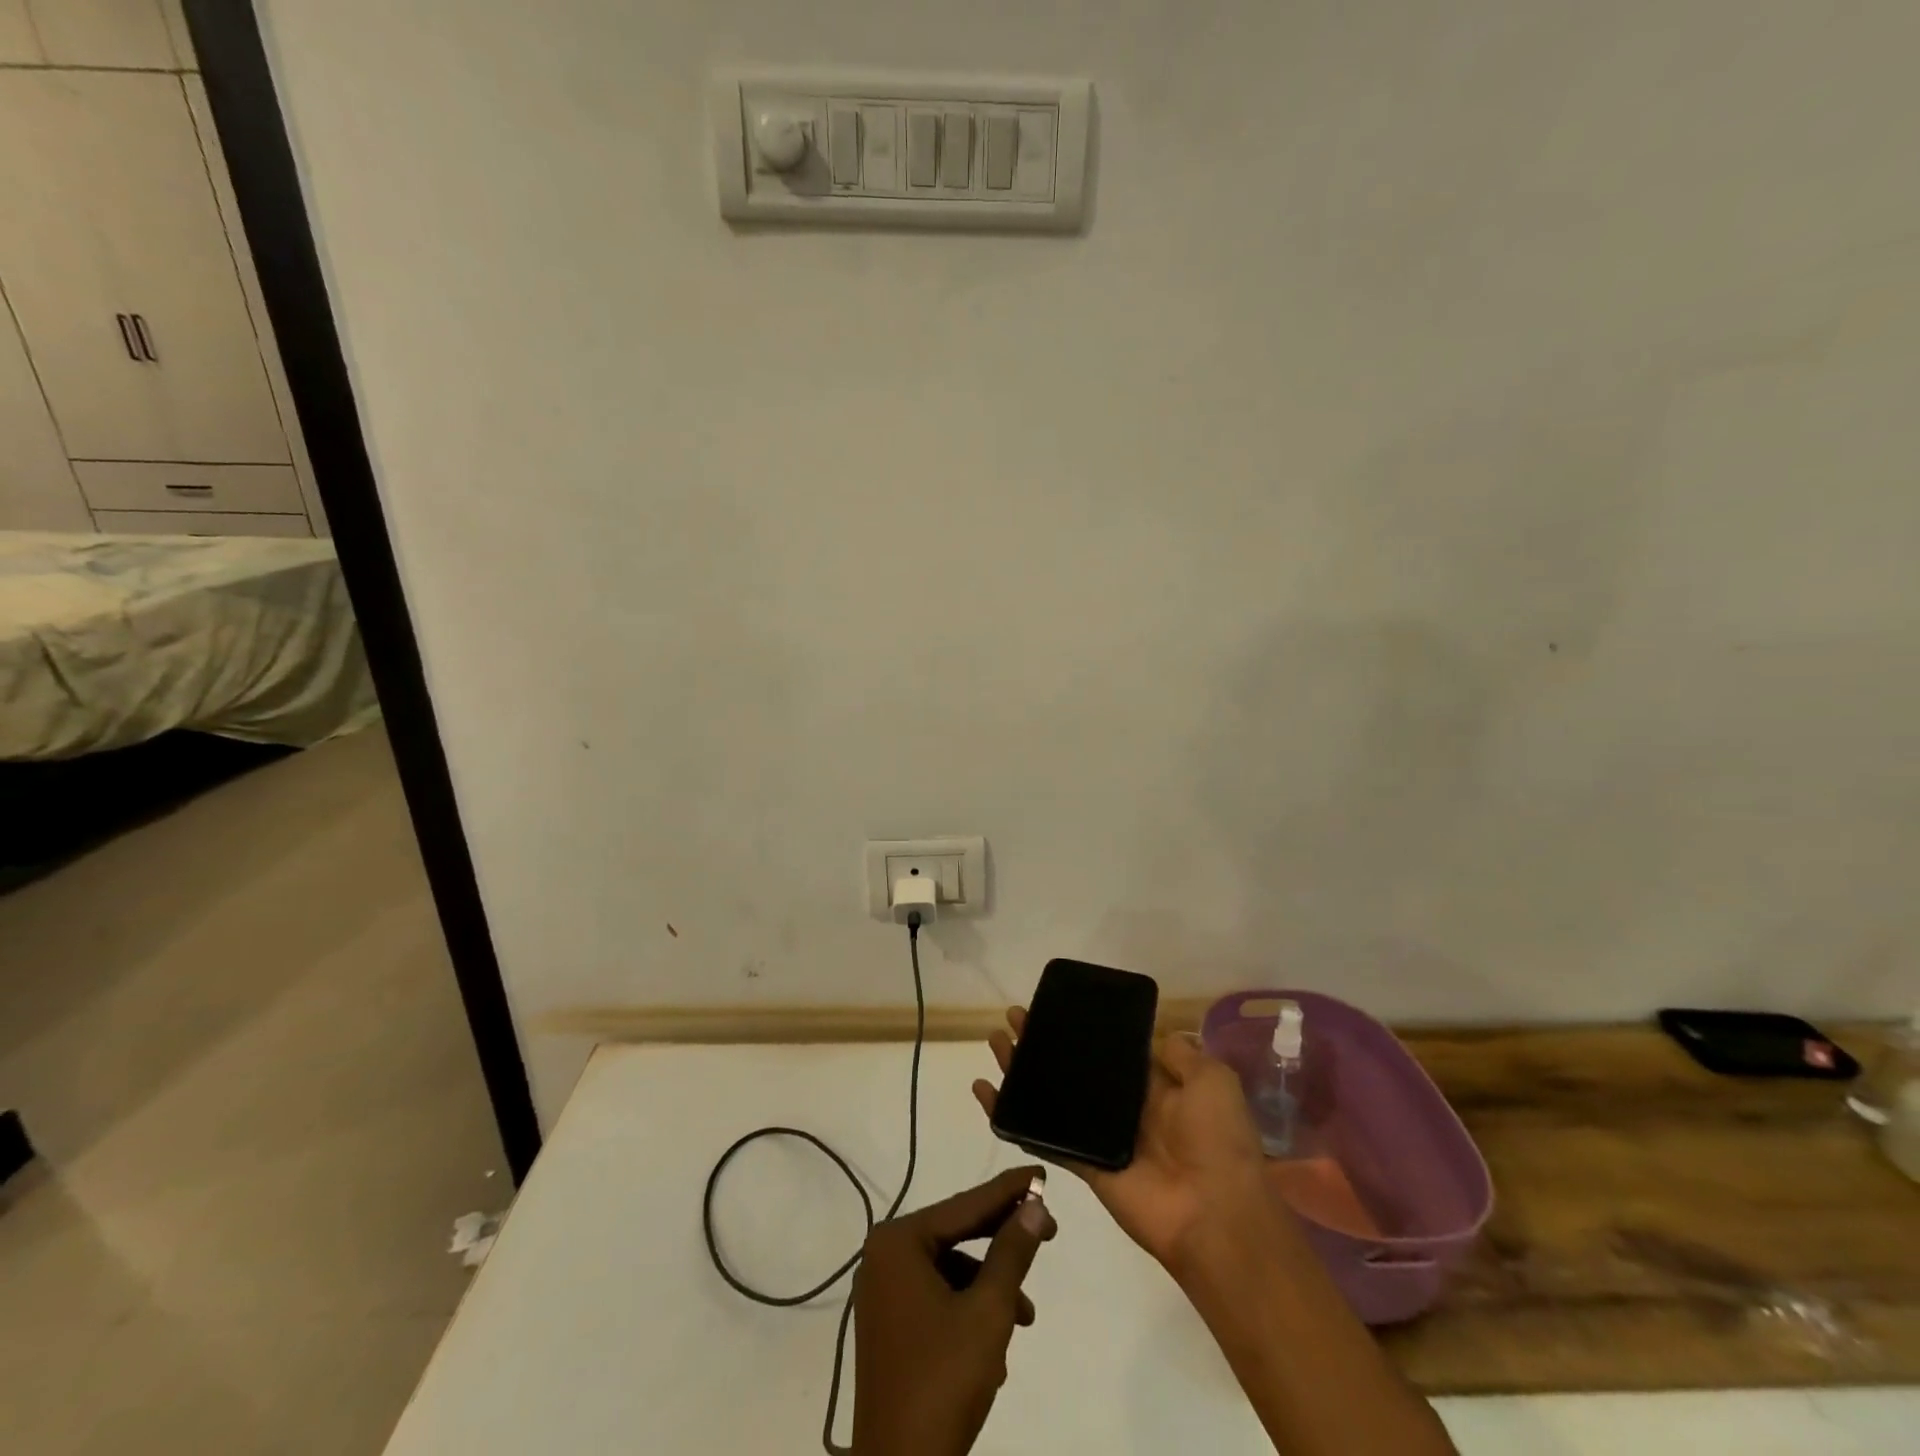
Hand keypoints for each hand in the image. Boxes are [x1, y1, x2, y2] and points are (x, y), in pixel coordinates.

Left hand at [851, 1167, 1056, 1455]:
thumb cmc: (943, 1381)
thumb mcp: (988, 1311)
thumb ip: (1012, 1252)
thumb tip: (1035, 1205)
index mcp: (898, 1242)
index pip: (965, 1205)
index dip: (1008, 1191)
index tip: (1041, 1173)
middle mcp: (884, 1256)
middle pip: (956, 1233)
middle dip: (1003, 1238)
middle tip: (1049, 1231)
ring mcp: (882, 1292)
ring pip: (950, 1269)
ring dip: (990, 1285)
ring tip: (1024, 1314)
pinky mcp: (888, 1325)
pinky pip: (936, 1296)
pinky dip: (968, 1308)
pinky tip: (995, 1344)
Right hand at [972, 1010, 1274, 1272]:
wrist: (1215, 1215)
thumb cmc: (1217, 1140)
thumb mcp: (1212, 1081)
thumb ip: (1183, 1056)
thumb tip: (1158, 1035)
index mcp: (1157, 1087)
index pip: (1111, 1050)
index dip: (1083, 1029)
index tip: (1056, 1006)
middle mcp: (1125, 1108)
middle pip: (1075, 1068)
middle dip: (1044, 1042)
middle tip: (1015, 1018)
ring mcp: (1101, 1137)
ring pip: (1052, 1095)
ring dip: (1023, 1070)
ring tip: (995, 1042)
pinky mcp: (1083, 1163)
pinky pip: (1043, 1135)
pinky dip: (1012, 1117)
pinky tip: (987, 1093)